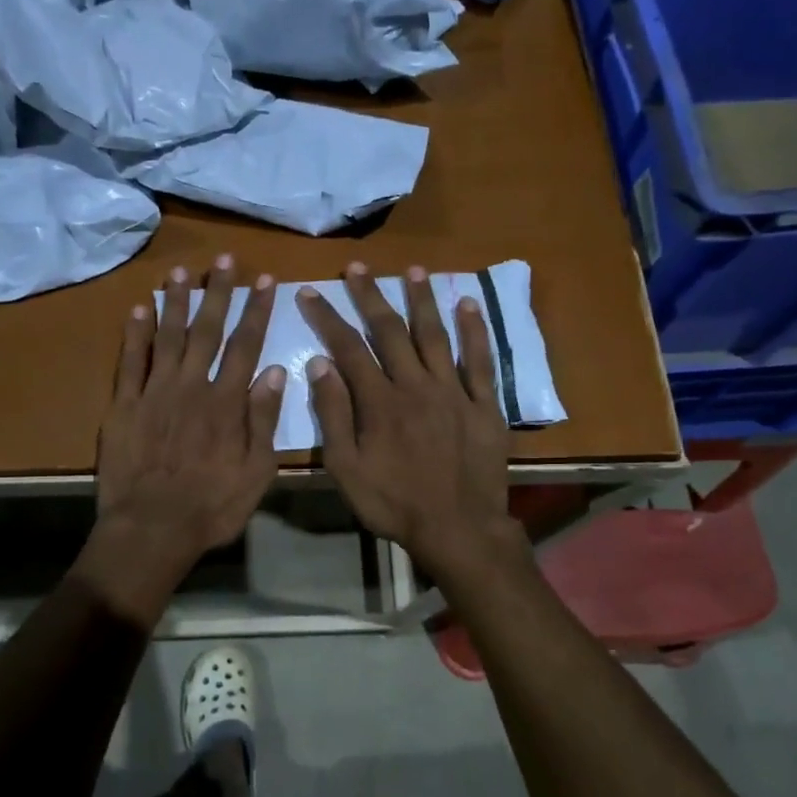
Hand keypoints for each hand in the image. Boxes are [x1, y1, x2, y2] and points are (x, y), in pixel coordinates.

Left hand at [92, 255, 285, 591]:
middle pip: (206, 331)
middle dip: (217, 293)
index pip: (246, 345)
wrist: (151, 529)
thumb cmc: (211, 507)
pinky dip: (134, 334)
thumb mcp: (256, 473)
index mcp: (226, 403)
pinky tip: (138, 309)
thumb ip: (264, 421)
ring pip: (166, 337)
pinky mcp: (124, 406)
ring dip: (175, 302)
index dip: (256, 310)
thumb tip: (274, 372)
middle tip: (223, 261)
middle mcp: (191, 387)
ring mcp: (154, 393)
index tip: (264, 281)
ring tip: (181, 273)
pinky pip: (129, 362)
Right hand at [296, 262, 525, 581]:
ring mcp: (453, 391)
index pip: (348, 347)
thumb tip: (319, 363)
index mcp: (379, 401)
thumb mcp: (347, 467)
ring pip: (435, 335)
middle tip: (357, 268)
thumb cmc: (394, 503)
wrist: (457, 528)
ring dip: (422, 300)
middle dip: (370, 296)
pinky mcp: (485, 404)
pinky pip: (480, 360)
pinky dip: (475, 330)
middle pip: (390, 331)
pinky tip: (468, 304)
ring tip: (413, 270)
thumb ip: (333, 414)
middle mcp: (416, 385)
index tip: (311, 292)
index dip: (327, 317)